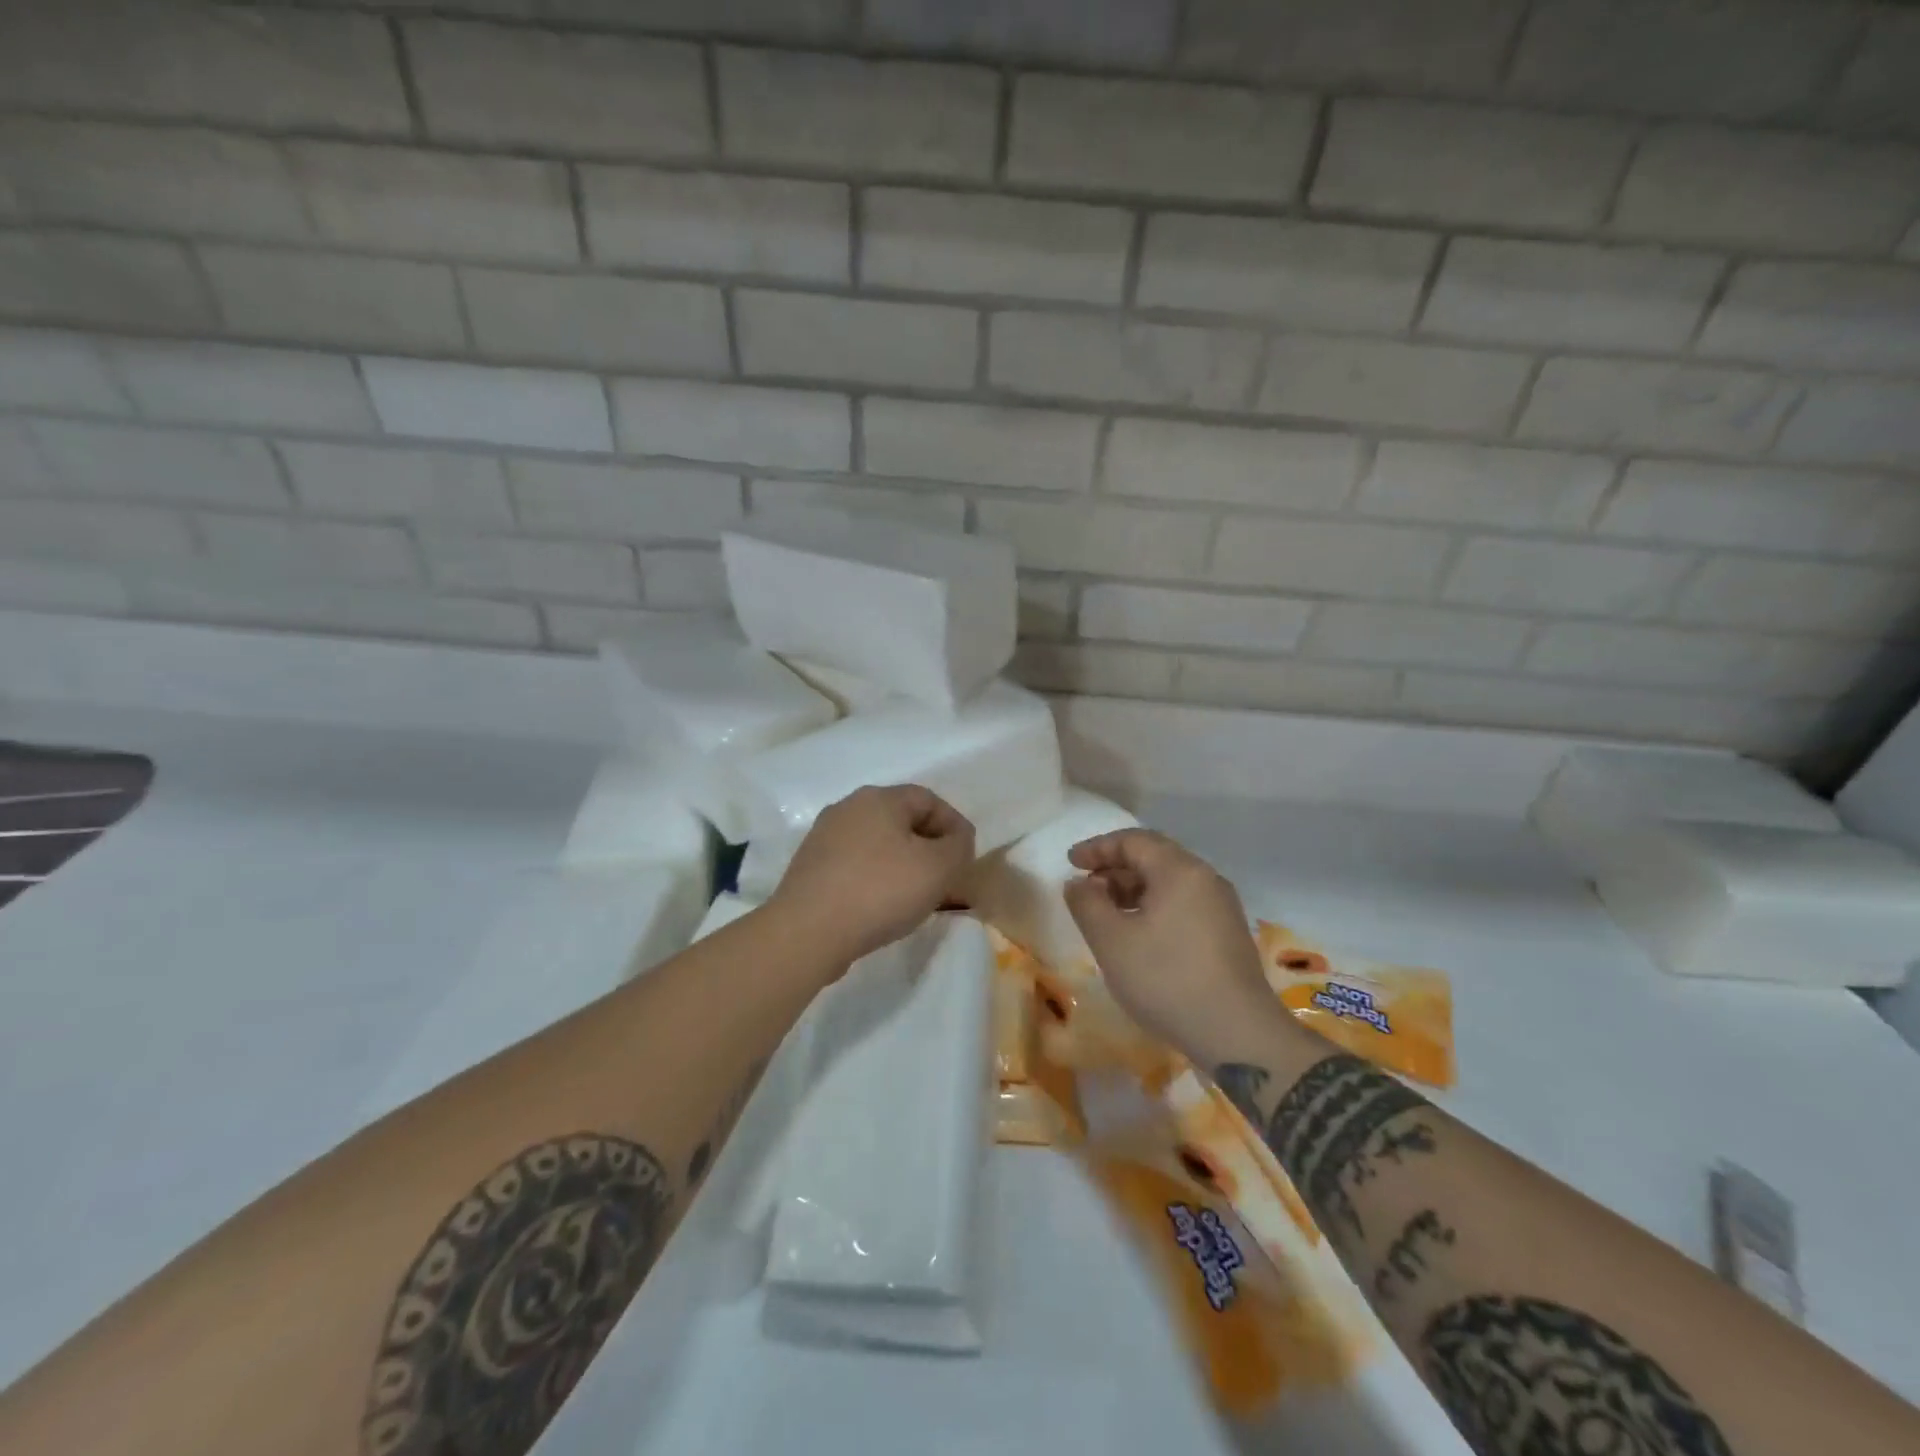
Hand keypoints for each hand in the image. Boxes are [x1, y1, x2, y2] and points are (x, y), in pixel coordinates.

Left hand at [767, 784, 975, 969]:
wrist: (808, 932)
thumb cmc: (880, 891)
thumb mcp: (938, 868)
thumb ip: (958, 846)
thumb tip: (956, 839)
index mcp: (879, 798)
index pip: (928, 799)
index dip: (954, 825)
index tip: (966, 858)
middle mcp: (848, 808)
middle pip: (901, 820)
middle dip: (928, 846)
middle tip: (945, 877)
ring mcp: (823, 837)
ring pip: (877, 843)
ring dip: (902, 864)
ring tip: (916, 896)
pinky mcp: (810, 868)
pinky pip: (855, 865)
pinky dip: (875, 879)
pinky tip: (882, 906)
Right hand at [1063, 829, 1280, 1059]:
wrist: (1238, 1035)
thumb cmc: (1166, 979)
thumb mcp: (1111, 941)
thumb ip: (1087, 904)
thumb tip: (1079, 883)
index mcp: (1180, 870)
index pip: (1133, 841)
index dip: (1097, 848)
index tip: (1071, 863)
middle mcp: (1206, 878)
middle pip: (1154, 858)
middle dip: (1115, 869)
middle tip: (1086, 889)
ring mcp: (1222, 907)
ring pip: (1170, 883)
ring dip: (1134, 890)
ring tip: (1107, 915)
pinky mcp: (1228, 934)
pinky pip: (1184, 904)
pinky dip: (1154, 908)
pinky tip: (1139, 936)